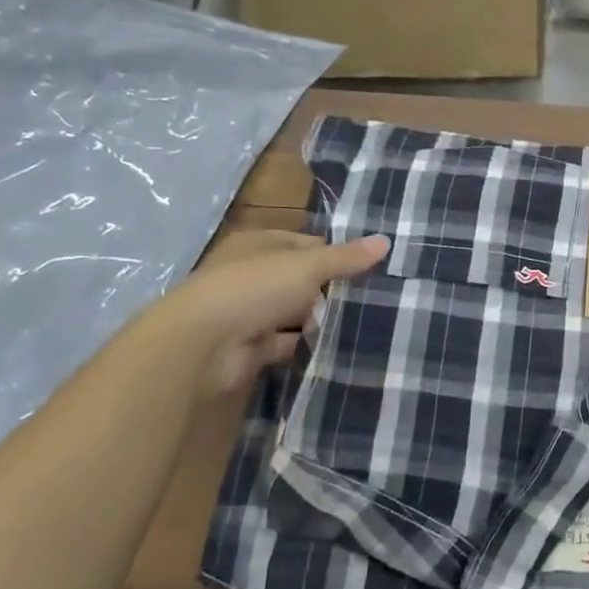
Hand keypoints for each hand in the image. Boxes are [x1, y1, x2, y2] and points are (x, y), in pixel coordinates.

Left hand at [152, 231, 389, 394]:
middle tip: (376, 296)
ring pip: (295, 312)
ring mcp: (249, 312)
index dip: (337, 253)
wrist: (202, 346)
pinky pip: (287, 343)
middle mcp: (251, 275)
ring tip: (366, 323)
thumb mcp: (307, 266)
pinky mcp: (251, 347)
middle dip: (332, 288)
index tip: (372, 267)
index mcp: (258, 244)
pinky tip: (339, 348)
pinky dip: (307, 345)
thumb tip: (386, 241)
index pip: (306, 243)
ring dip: (321, 318)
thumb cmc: (253, 289)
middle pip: (301, 278)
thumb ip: (346, 257)